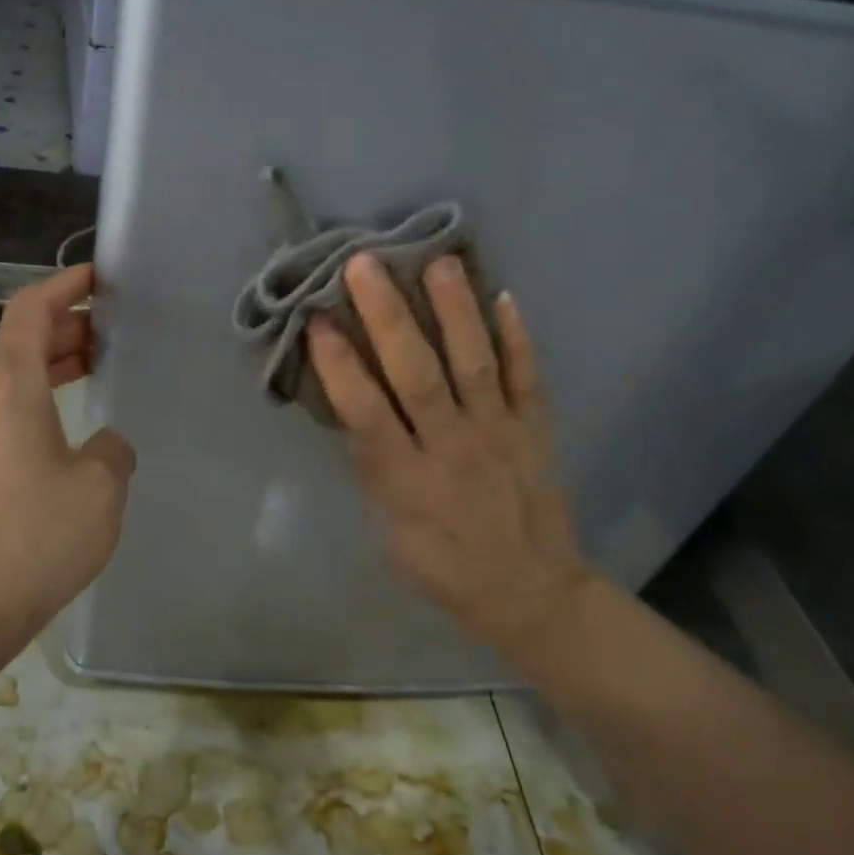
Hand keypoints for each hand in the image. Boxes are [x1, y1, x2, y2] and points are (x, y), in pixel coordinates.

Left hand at [0, 264, 136, 648]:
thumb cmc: (31, 539)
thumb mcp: (100, 490)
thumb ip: (113, 451)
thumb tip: (105, 446)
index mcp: (9, 388)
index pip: (30, 310)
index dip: (62, 285)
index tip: (96, 277)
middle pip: (19, 343)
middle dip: (65, 328)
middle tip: (111, 330)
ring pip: (10, 382)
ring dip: (51, 367)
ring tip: (95, 369)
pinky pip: (2, 416)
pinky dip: (37, 403)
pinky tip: (68, 433)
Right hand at [306, 253, 596, 659]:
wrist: (532, 594)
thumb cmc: (445, 568)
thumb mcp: (390, 535)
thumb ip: (373, 471)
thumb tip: (350, 411)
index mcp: (409, 482)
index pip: (367, 414)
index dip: (340, 366)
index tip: (317, 320)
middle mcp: (454, 449)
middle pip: (419, 375)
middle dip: (389, 318)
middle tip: (364, 264)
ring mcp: (500, 434)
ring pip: (475, 364)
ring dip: (455, 311)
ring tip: (438, 260)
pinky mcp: (535, 430)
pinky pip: (528, 378)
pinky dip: (519, 338)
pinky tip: (505, 296)